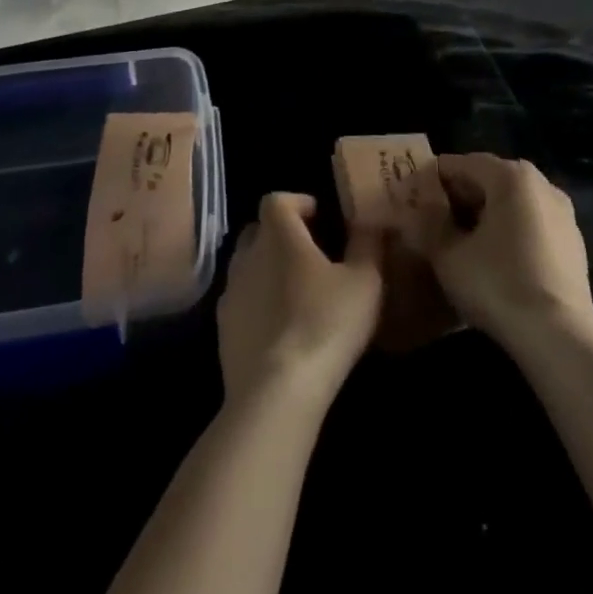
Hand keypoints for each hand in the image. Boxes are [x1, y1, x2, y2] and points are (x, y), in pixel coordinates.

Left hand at [217, 193, 382, 406]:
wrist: (275, 393)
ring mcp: (231, 293)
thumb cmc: (324, 324)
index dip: (297, 202)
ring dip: (269, 271)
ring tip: (298, 293)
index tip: (320, 217)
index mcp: (278, 235)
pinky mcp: (223, 330)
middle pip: (259, 231)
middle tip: (312, 254)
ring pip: (248, 267)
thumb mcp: (364, 281)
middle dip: (282, 235)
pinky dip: (258, 305)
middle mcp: (247, 256)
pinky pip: (241, 302)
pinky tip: (281, 328)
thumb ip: (368, 243)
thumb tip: (370, 220)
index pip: (277, 200)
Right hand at [405, 154, 592, 347]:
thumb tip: (413, 213)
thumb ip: (427, 226)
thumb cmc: (498, 285)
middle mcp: (541, 184)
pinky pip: (531, 225)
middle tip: (433, 220)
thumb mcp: (448, 255)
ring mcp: (563, 214)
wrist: (560, 339)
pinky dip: (509, 232)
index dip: (434, 179)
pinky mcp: (574, 244)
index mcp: (511, 176)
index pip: (462, 163)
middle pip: (490, 179)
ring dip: (485, 215)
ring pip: (512, 203)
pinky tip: (494, 260)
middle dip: (460, 196)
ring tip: (461, 241)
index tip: (412, 198)